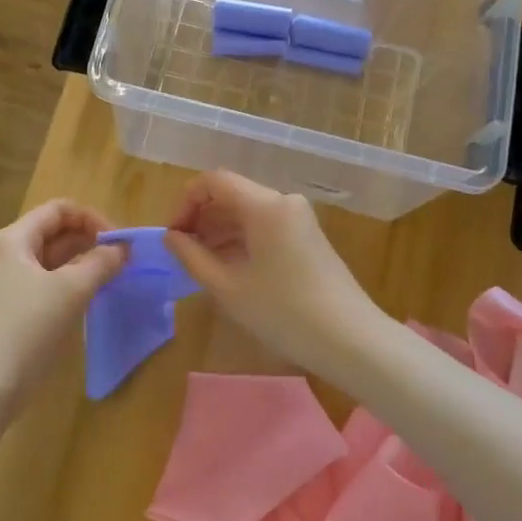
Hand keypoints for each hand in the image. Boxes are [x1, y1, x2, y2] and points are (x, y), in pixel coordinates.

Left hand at [0, 199, 126, 414]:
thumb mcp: (70, 290)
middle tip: (123, 260)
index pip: (58, 210)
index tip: (119, 241)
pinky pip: (48, 285)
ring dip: (83, 264)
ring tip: (114, 277)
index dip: (92, 218)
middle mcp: (9, 255)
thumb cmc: (26, 327)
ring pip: (53, 261)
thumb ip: (100, 263)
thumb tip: (123, 249)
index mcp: (15, 239)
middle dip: (90, 241)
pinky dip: (72, 285)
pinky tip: (93, 298)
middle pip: (55, 233)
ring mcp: (9, 284)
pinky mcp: (15, 311)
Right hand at [163, 171, 384, 380]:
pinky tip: (229, 268)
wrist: (351, 340)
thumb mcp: (228, 287)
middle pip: (231, 194)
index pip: (214, 181)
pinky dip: (241, 239)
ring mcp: (299, 218)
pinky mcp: (307, 236)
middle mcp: (283, 201)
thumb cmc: (284, 312)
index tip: (173, 235)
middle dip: (201, 218)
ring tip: (201, 264)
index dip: (186, 202)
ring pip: (248, 211)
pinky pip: (264, 225)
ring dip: (220, 230)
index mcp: (265, 205)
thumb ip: (192, 257)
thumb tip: (171, 238)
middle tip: (182, 253)